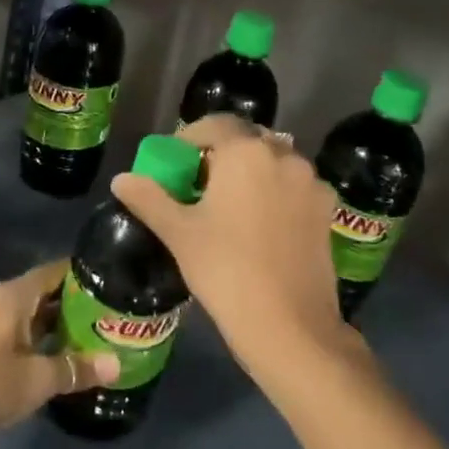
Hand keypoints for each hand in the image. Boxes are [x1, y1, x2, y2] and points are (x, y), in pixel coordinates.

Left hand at [0, 261, 118, 448]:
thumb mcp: (39, 378)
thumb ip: (78, 368)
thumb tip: (117, 364)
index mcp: (15, 295)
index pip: (56, 271)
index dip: (84, 276)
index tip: (114, 283)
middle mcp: (3, 300)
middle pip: (46, 292)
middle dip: (77, 303)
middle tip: (111, 313)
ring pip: (34, 314)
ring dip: (60, 324)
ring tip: (96, 334)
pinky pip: (23, 331)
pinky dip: (43, 338)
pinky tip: (64, 355)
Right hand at [113, 114, 346, 386]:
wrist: (288, 324)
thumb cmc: (225, 269)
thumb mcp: (178, 232)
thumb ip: (148, 198)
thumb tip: (121, 180)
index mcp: (246, 152)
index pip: (215, 124)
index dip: (189, 138)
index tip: (174, 163)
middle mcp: (284, 156)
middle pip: (247, 141)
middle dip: (221, 155)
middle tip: (198, 185)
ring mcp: (311, 184)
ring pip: (274, 163)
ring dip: (251, 172)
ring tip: (230, 206)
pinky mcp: (327, 211)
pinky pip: (294, 187)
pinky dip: (275, 193)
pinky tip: (260, 225)